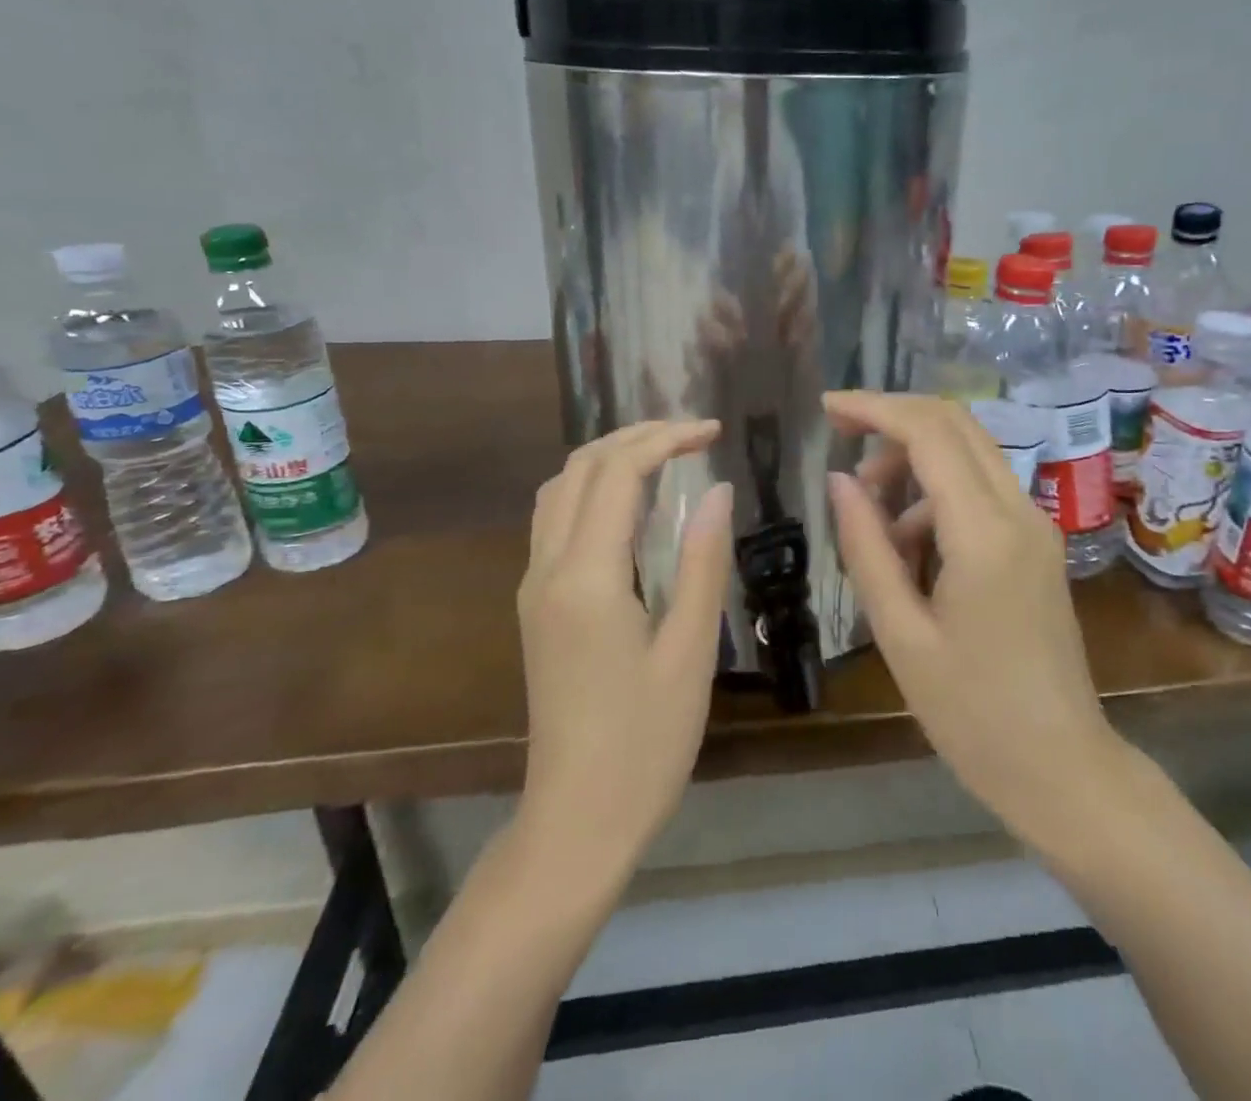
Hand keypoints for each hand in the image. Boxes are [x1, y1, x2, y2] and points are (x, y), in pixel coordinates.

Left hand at [516, 421, 733, 872]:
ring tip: (665, 455)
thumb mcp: (689, 651)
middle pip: (580, 468)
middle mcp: (548, 569)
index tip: (713, 432)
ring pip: (560, 490)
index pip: (617, 474)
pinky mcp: (536, 605)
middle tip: (693, 433)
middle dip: (636, 436)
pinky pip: (556, 521)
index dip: (665, 440)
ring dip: (609, 458)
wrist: (576, 819)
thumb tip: (716, 491)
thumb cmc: (646, 743)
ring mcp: (534, 587)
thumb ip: (701, 562)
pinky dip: (593, 490)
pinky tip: (633, 505)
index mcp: (587, 578)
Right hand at [824, 393, 1118, 846]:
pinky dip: (936, 496)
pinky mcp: (1036, 544)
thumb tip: (839, 480)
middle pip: (956, 425)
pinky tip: (907, 549)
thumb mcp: (900, 634)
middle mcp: (1020, 512)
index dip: (874, 408)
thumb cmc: (972, 714)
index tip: (826, 408)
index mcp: (985, 534)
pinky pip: (981, 491)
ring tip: (867, 513)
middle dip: (894, 418)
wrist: (1063, 768)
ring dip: (913, 462)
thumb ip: (866, 547)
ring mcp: (1035, 526)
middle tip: (839, 435)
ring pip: (969, 454)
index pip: (929, 433)